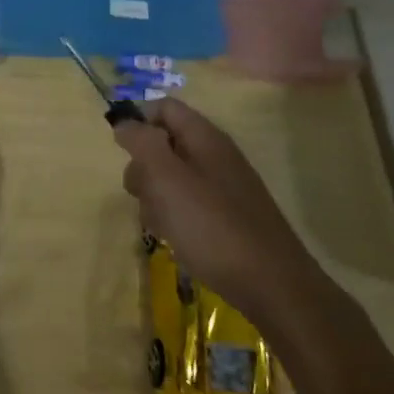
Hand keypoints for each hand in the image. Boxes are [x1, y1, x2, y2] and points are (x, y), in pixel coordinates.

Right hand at [113, 97, 331, 336]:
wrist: (272, 285)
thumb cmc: (212, 226)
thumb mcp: (166, 178)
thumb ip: (142, 142)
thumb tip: (125, 122)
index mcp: (205, 137)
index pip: (163, 108)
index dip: (137, 121)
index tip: (122, 152)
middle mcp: (215, 155)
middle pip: (163, 143)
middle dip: (143, 167)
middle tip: (143, 194)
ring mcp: (223, 187)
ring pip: (171, 177)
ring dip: (154, 196)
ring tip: (160, 223)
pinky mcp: (226, 216)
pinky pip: (186, 203)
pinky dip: (173, 216)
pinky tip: (175, 238)